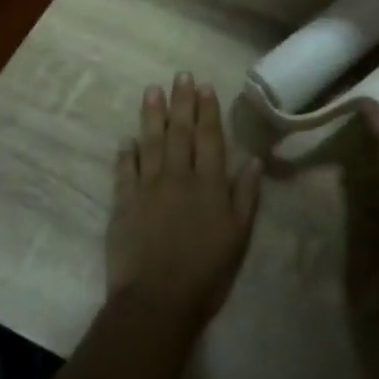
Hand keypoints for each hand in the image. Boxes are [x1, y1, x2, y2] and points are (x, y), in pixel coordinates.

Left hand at [108, 74, 261, 332]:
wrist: (157, 302)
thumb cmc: (206, 272)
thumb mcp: (239, 236)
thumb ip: (246, 196)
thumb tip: (254, 161)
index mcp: (210, 184)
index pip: (209, 138)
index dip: (208, 110)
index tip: (204, 86)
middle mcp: (179, 177)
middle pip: (180, 132)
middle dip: (181, 102)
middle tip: (180, 76)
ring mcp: (148, 188)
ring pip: (150, 143)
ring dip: (152, 116)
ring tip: (152, 91)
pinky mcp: (123, 204)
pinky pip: (124, 172)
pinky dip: (125, 154)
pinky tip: (126, 139)